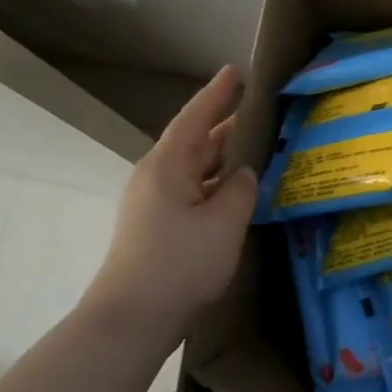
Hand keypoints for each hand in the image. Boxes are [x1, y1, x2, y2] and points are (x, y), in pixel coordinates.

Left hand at [79, 66, 257, 353]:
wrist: (130, 320)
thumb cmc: (179, 264)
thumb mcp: (224, 223)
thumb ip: (241, 189)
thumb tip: (243, 174)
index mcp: (168, 165)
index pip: (196, 118)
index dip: (216, 94)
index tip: (234, 71)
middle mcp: (156, 177)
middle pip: (195, 141)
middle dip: (226, 125)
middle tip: (261, 112)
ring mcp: (153, 204)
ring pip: (194, 169)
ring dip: (223, 158)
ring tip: (257, 147)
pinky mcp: (156, 227)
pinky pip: (192, 191)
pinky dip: (216, 184)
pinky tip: (237, 192)